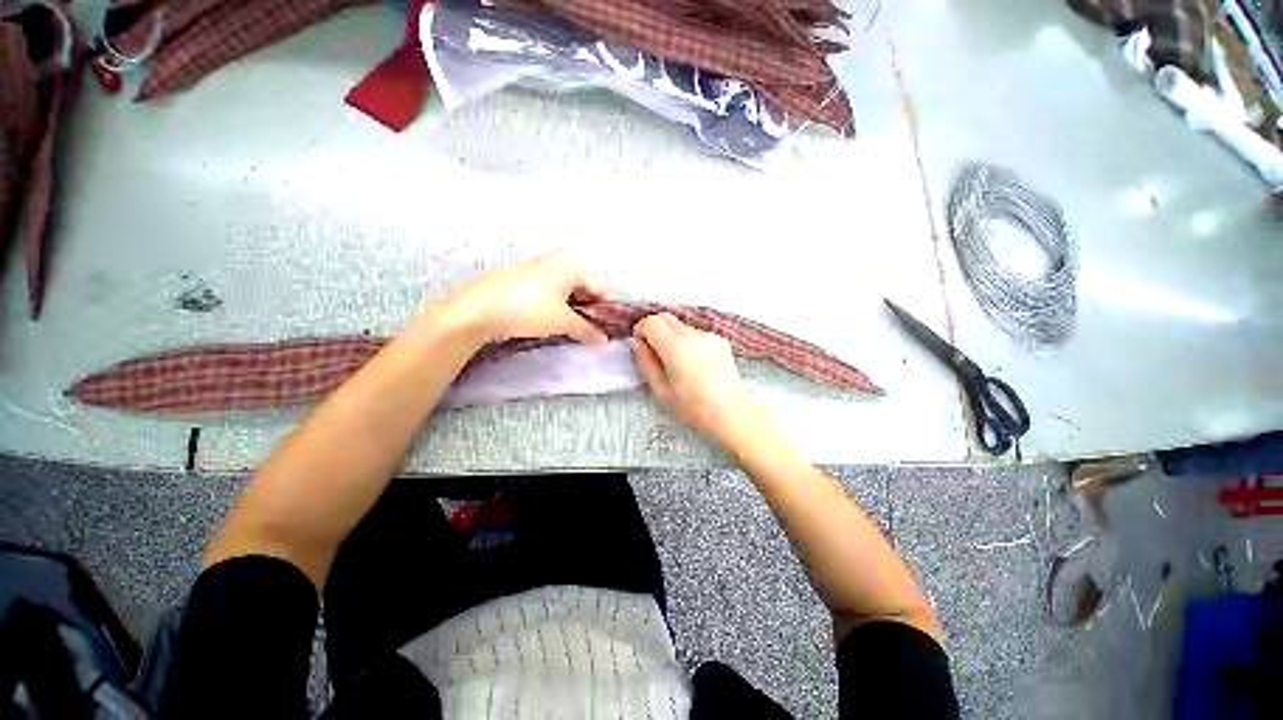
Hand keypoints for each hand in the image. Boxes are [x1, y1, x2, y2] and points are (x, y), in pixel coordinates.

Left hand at [443, 251, 608, 344]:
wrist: (478, 309)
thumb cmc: (529, 309)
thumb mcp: (563, 321)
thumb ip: (588, 330)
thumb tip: (604, 341)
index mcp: (572, 264)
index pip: (600, 288)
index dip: (606, 310)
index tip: (609, 330)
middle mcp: (557, 260)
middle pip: (584, 287)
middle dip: (590, 310)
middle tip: (592, 331)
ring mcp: (538, 267)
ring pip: (567, 290)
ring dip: (574, 309)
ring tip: (574, 329)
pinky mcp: (524, 278)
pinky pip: (551, 291)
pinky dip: (558, 306)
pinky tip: (554, 321)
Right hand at [630, 313, 761, 442]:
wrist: (731, 412)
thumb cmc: (692, 407)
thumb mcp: (660, 390)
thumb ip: (645, 362)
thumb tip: (636, 342)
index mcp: (675, 346)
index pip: (651, 321)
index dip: (641, 330)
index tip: (640, 346)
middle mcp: (692, 334)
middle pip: (666, 317)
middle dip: (655, 330)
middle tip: (654, 353)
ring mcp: (708, 335)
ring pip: (681, 326)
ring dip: (672, 336)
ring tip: (677, 363)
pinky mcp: (720, 340)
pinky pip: (696, 334)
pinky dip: (689, 342)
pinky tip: (695, 364)